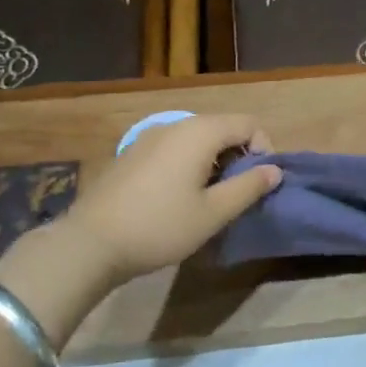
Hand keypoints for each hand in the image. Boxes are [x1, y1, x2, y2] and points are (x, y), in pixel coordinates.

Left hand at [61, 113, 280, 286]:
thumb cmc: (160, 226)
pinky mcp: (133, 153)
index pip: (248, 124)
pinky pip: (175, 148)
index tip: (261, 183)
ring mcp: (150, 137)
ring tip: (212, 198)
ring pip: (198, 138)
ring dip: (215, 161)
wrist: (91, 242)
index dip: (264, 149)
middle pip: (223, 127)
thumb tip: (274, 170)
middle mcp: (176, 125)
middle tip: (239, 193)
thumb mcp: (213, 213)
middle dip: (240, 156)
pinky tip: (180, 197)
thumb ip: (248, 187)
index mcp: (200, 133)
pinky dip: (190, 163)